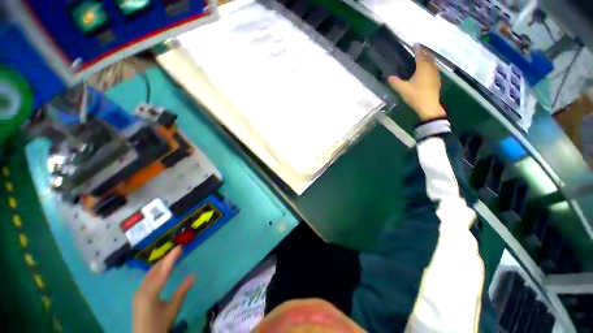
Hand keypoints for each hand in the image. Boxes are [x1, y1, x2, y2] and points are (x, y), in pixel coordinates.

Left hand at [133, 246, 194, 332]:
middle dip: (166, 259)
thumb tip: (194, 275)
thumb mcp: (172, 309)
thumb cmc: (159, 325)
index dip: (171, 258)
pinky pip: (148, 279)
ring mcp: (138, 292)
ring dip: (161, 264)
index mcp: (149, 293)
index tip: (179, 247)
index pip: (162, 271)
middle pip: (154, 270)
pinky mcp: (138, 295)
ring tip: (172, 257)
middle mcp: (141, 290)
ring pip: (150, 273)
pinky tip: (162, 270)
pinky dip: (157, 271)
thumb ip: (182, 291)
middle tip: (178, 250)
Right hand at [388, 46, 446, 120]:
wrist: (428, 106)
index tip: (415, 43)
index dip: (417, 49)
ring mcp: (435, 74)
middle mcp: (431, 68)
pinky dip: (430, 66)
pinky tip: (428, 69)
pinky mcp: (437, 80)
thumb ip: (395, 82)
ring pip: (433, 63)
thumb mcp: (402, 89)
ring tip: (424, 57)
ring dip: (428, 58)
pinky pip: (434, 69)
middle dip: (424, 52)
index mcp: (423, 68)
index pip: (420, 55)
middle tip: (419, 49)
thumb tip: (389, 77)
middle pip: (428, 57)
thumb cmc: (416, 96)